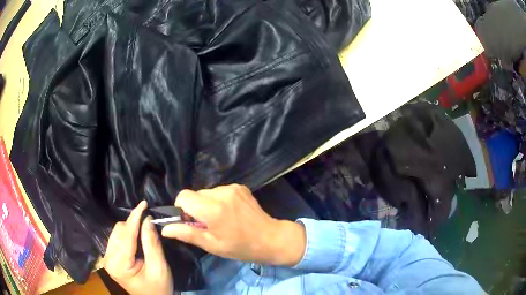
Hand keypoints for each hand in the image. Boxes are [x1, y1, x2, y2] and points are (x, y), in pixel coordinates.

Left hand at [103, 201, 172, 294]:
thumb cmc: (158, 288)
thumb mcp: (159, 268)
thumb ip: (152, 244)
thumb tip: (148, 220)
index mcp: (119, 265)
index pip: (126, 235)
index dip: (135, 217)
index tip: (144, 204)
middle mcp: (108, 259)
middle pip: (119, 231)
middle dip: (134, 224)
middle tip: (149, 223)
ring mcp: (108, 258)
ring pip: (117, 232)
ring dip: (131, 228)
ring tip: (144, 230)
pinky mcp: (111, 257)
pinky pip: (117, 238)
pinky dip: (128, 234)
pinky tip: (137, 237)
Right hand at [161, 184, 305, 265]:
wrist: (271, 238)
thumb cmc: (240, 247)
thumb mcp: (212, 245)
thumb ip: (187, 234)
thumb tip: (165, 228)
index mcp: (213, 209)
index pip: (183, 196)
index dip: (181, 209)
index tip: (190, 222)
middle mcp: (221, 193)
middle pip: (195, 194)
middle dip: (195, 208)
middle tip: (206, 224)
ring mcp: (232, 188)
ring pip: (206, 193)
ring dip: (207, 205)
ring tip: (220, 220)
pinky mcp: (240, 187)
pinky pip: (219, 191)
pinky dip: (218, 201)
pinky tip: (229, 213)